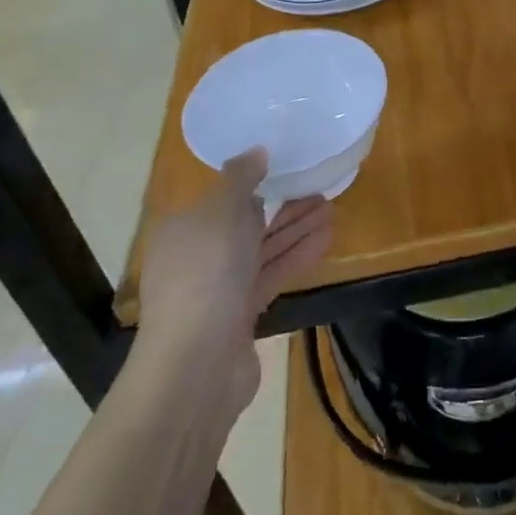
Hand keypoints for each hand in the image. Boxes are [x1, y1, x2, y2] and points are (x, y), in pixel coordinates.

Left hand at [136, 150, 333, 414]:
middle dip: (284, 207)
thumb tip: (256, 152)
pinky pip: (272, 275)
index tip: (289, 170)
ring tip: (332, 210)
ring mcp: (219, 289)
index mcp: (183, 229)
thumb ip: (241, 178)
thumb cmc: (206, 273)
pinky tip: (327, 239)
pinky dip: (297, 256)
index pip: (221, 199)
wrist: (197, 362)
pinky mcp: (241, 315)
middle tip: (322, 189)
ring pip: (263, 250)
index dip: (255, 184)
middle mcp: (197, 257)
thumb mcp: (222, 211)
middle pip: (246, 224)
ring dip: (297, 229)